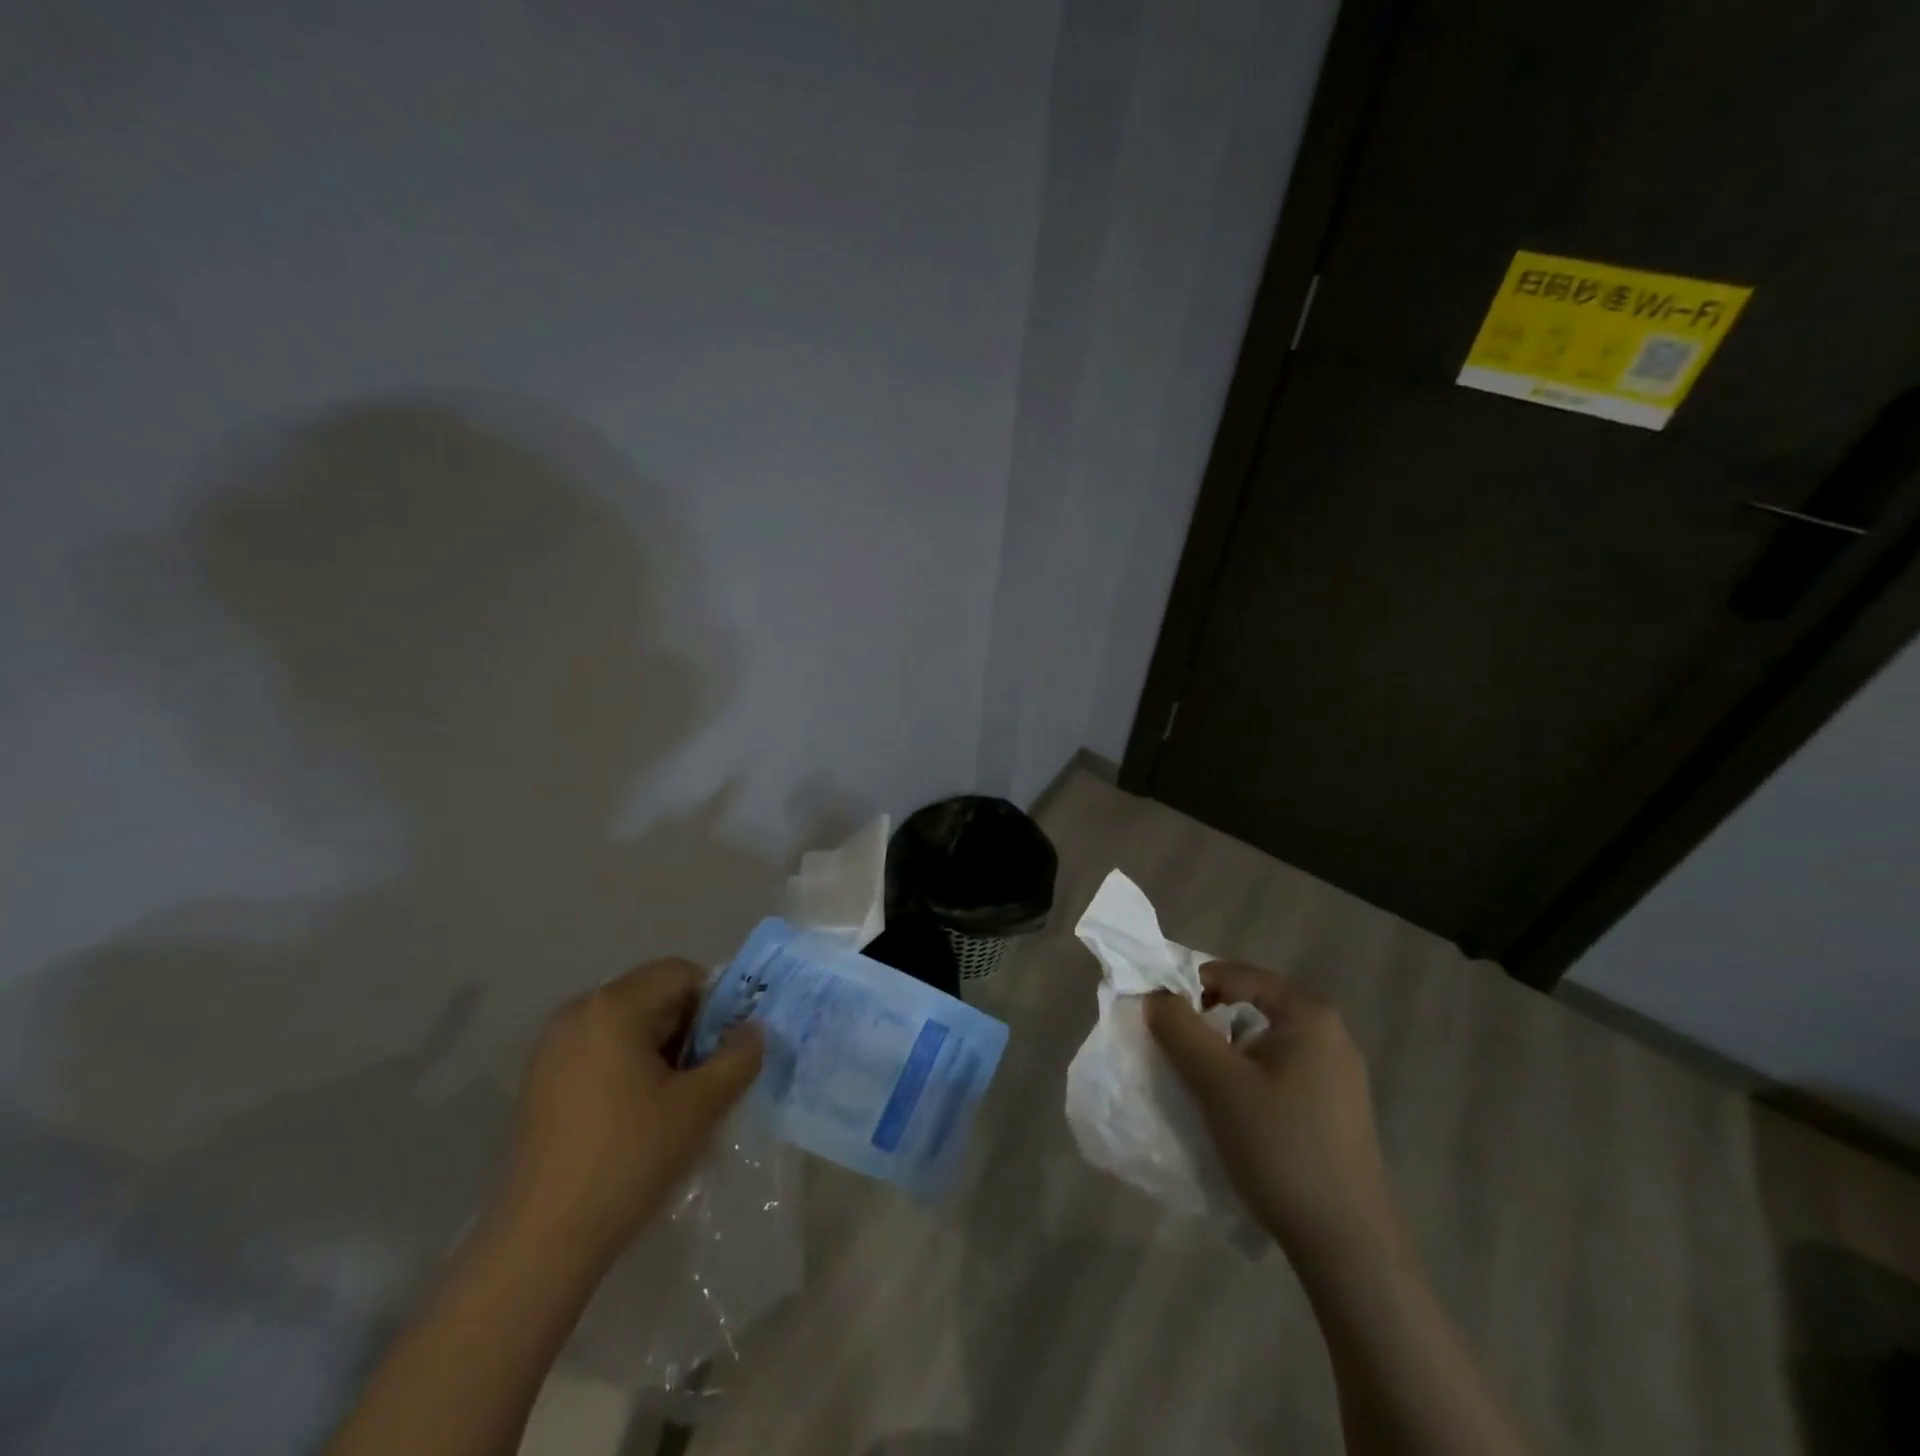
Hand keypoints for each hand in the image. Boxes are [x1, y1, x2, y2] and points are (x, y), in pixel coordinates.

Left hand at [497, 959, 762, 1265]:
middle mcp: (577, 1012)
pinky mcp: (539, 1080)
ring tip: (671, 1101)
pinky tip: (633, 1115)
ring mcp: (551, 1046)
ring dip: (658, 1049)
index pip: (680, 973)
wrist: (544, 1239)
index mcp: (614, 1006)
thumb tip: (752, 1031)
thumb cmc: (630, 1158)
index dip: (713, 1004)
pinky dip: (626, 1066)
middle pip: (651, 995)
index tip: (722, 1050)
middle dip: (686, 1028)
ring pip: (626, 1024)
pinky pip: (598, 1049)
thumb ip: (739, 1057)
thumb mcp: (702, 1105)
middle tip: (702, 1079)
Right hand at [1146, 963, 1400, 1270]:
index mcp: (1308, 1015)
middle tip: (1175, 1047)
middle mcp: (1330, 1033)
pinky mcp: (1336, 1107)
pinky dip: (1248, 1074)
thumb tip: (1154, 995)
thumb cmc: (1280, 1147)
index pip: (1236, 974)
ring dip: (1225, 1050)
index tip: (1159, 1012)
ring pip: (1263, 1040)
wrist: (1347, 1245)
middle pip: (1251, 1004)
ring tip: (1199, 1080)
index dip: (1191, 984)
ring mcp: (1338, 1072)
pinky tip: (1234, 1108)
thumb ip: (1179, 1028)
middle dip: (1207, 1020)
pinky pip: (1280, 1068)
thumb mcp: (1217, 1082)